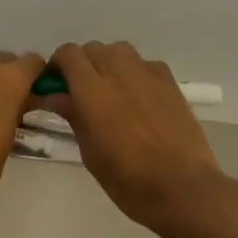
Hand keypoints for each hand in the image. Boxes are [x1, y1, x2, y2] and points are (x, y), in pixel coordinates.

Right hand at [34, 41, 229, 231]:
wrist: (183, 188)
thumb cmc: (128, 180)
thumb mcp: (90, 152)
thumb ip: (73, 116)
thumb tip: (54, 97)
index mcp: (92, 90)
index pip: (68, 54)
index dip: (57, 65)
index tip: (55, 86)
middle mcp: (118, 72)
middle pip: (92, 48)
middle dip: (81, 64)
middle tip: (80, 92)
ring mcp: (147, 74)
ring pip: (119, 50)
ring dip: (108, 62)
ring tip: (110, 90)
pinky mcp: (170, 82)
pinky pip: (144, 63)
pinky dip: (134, 71)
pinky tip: (138, 96)